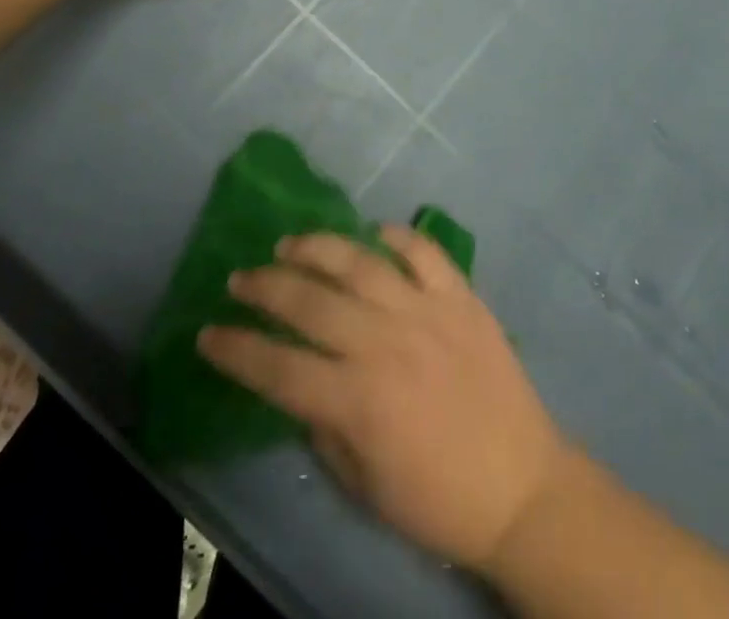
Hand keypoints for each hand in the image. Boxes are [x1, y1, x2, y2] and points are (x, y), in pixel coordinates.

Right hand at [198, 227, 572, 571]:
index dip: (236, 350)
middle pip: (311, 303)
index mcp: (358, 400)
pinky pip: (424, 251)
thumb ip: (324, 426)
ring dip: (318, 247)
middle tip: (240, 278)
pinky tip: (374, 231)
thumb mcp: (363, 484)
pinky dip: (397, 235)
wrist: (521, 485)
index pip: (278, 368)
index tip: (207, 333)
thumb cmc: (436, 497)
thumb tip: (301, 381)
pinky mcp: (461, 296)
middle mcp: (385, 343)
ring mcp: (426, 311)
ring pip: (360, 262)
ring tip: (290, 243)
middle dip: (265, 288)